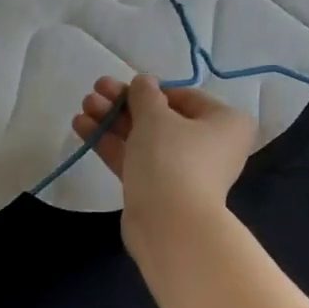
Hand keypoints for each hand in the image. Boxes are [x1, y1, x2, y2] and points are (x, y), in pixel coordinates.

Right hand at [72, 74, 257, 239]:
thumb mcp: (155, 116)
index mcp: (226, 122)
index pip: (184, 97)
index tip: (122, 85)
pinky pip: (137, 160)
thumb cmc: (172, 158)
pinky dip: (113, 144)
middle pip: (162, 118)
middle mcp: (212, 146)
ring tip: (83, 107)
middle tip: (94, 91)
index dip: (150, 89)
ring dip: (114, 121)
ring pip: (145, 139)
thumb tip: (144, 82)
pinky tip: (82, 128)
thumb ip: (145, 93)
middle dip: (124, 104)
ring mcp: (185, 171)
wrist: (170, 225)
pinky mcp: (160, 191)